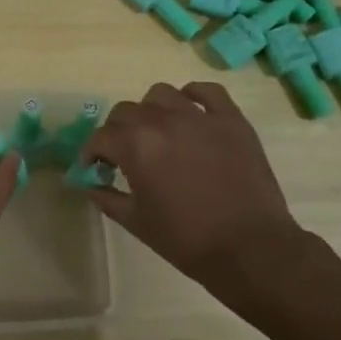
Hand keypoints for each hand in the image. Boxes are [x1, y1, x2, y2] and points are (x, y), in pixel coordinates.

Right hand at [80, 82, 309, 294]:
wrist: (249, 248)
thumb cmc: (186, 239)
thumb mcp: (135, 222)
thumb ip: (107, 197)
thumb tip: (90, 184)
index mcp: (135, 146)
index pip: (100, 137)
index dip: (91, 152)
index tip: (94, 166)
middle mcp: (163, 122)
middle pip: (126, 111)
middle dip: (117, 131)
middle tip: (123, 153)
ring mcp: (199, 117)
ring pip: (162, 94)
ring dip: (151, 110)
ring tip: (156, 131)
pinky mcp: (231, 120)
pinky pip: (208, 91)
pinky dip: (194, 95)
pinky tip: (190, 112)